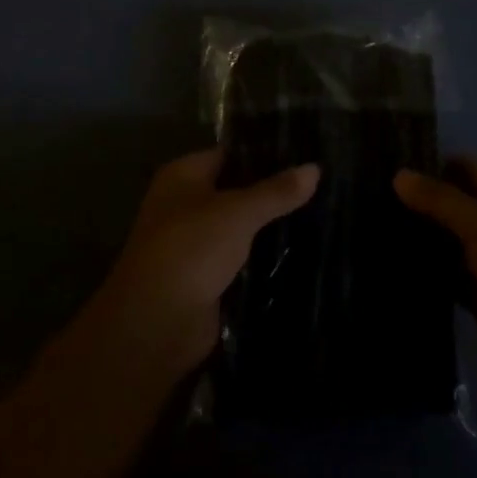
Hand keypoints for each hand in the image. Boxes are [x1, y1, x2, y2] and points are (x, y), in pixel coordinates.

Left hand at [89, 149, 320, 374]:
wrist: (157, 325)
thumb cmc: (191, 250)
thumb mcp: (238, 213)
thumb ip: (276, 191)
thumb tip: (315, 168)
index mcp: (183, 176)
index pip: (229, 154)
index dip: (264, 153)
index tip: (304, 152)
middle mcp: (184, 204)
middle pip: (235, 190)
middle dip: (271, 191)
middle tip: (319, 184)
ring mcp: (194, 243)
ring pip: (240, 227)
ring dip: (269, 226)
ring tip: (319, 212)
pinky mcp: (206, 278)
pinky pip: (241, 259)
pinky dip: (262, 257)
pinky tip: (299, 250)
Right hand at [394, 157, 476, 394]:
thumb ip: (439, 199)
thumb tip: (398, 174)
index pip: (465, 165)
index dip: (430, 164)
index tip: (387, 165)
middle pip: (456, 202)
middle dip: (420, 201)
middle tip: (371, 197)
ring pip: (450, 239)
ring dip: (421, 236)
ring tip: (373, 226)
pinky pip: (449, 275)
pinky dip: (427, 271)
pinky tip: (391, 264)